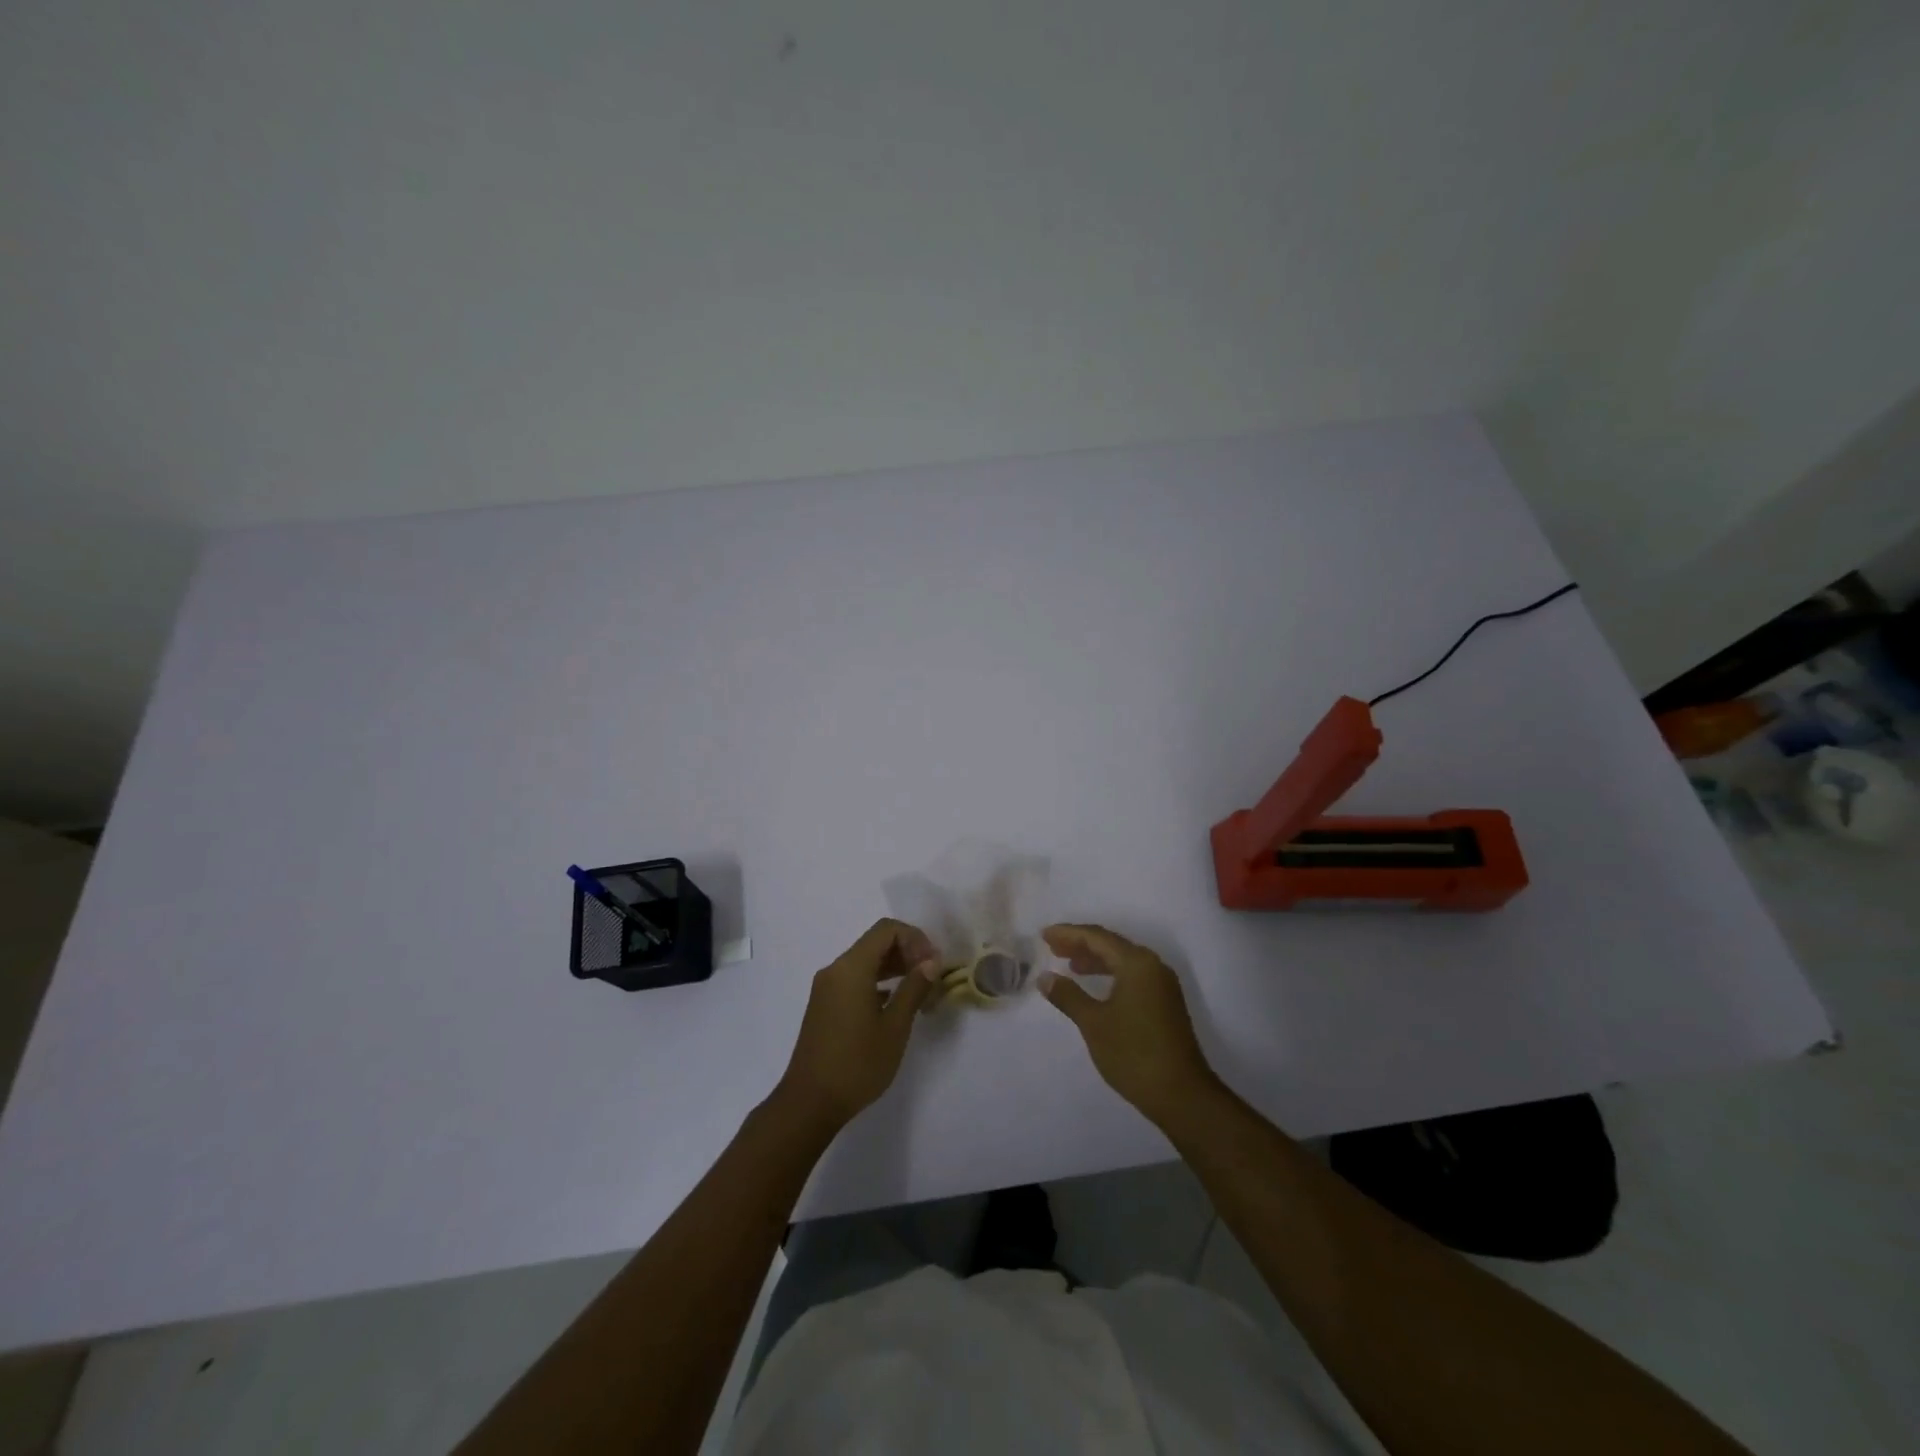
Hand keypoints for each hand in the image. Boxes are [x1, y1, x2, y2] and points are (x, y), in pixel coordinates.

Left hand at [775, 918, 942, 1131]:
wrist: (809, 1102)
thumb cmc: (857, 1064)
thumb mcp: (894, 1027)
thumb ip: (914, 988)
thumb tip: (931, 961)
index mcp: (851, 968)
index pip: (887, 930)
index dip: (915, 938)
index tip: (933, 964)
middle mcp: (836, 969)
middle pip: (875, 942)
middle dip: (907, 952)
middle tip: (931, 977)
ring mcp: (826, 987)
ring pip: (865, 961)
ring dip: (894, 967)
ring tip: (919, 990)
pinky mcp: (824, 1005)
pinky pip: (854, 979)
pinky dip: (877, 982)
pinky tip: (894, 1004)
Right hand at [1040, 923, 1217, 1124]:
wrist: (1182, 1095)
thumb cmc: (1134, 1054)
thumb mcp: (1094, 1023)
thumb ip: (1068, 996)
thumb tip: (1045, 977)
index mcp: (1137, 963)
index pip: (1097, 937)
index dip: (1068, 934)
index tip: (1044, 935)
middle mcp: (1152, 966)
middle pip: (1111, 944)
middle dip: (1081, 944)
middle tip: (1052, 947)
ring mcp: (1162, 984)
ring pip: (1122, 960)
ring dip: (1095, 960)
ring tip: (1069, 965)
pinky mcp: (1165, 1002)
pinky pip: (1132, 975)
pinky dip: (1110, 974)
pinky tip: (1095, 987)